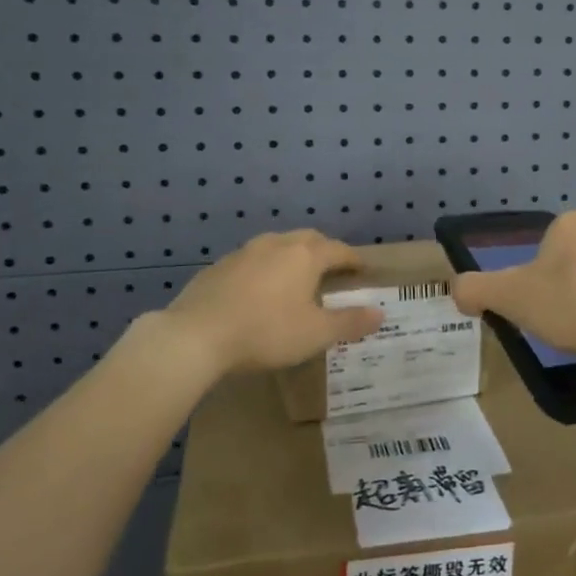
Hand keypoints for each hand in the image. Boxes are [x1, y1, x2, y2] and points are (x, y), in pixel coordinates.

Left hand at [164, 230, 382, 375]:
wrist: (195, 336)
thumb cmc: (266, 332)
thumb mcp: (316, 334)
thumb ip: (350, 322)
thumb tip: (380, 313)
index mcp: (305, 255)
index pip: (339, 250)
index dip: (354, 260)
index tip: (363, 270)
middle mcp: (276, 244)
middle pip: (308, 239)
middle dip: (324, 251)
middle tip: (332, 270)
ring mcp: (243, 252)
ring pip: (276, 246)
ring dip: (291, 257)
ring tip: (295, 278)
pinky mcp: (218, 267)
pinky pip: (251, 261)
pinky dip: (264, 270)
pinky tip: (258, 291)